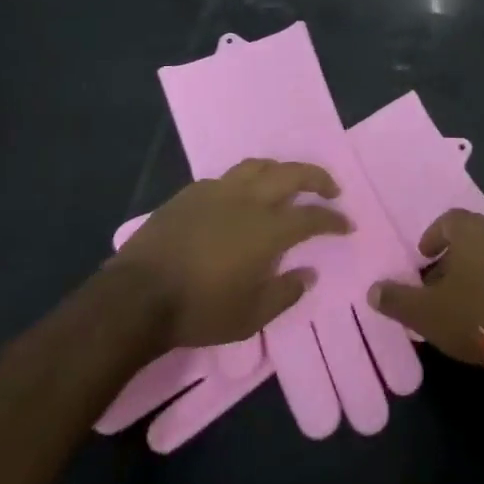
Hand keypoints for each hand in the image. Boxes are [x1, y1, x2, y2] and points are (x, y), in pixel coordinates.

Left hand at [109, 160, 349, 349]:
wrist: (137, 296)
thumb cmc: (199, 310)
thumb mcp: (250, 317)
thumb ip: (285, 293)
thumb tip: (308, 273)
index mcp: (267, 229)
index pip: (312, 217)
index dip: (333, 220)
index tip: (346, 224)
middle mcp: (248, 200)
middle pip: (291, 174)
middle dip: (317, 178)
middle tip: (331, 188)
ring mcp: (217, 191)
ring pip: (258, 166)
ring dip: (281, 170)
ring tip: (287, 182)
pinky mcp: (190, 193)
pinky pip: (227, 178)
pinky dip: (245, 182)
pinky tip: (240, 197)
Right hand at [368, 210, 483, 383]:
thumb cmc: (475, 317)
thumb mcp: (426, 313)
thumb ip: (397, 299)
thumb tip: (372, 290)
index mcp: (473, 230)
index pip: (448, 220)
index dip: (434, 238)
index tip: (425, 259)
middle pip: (475, 236)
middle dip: (458, 256)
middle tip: (445, 284)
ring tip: (472, 299)